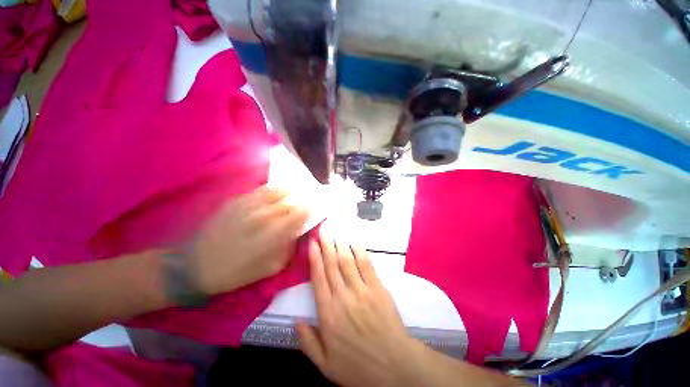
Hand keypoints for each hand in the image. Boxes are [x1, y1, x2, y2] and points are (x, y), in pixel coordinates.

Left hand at [190, 186, 308, 294]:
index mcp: (275, 232)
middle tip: (310, 200)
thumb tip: (299, 231)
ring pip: (279, 190)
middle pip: (293, 199)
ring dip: (292, 192)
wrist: (197, 265)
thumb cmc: (238, 271)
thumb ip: (290, 247)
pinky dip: (275, 190)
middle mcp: (265, 214)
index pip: (302, 212)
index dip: (313, 208)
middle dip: (305, 199)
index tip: (317, 208)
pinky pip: (263, 189)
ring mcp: (250, 204)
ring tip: (296, 194)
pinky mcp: (238, 199)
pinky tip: (277, 194)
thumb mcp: (272, 268)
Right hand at [296, 233, 418, 386]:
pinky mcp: (378, 288)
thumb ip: (308, 342)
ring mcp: (362, 291)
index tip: (311, 243)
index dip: (314, 258)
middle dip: (326, 245)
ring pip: (347, 261)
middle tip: (322, 230)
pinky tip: (354, 242)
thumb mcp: (326, 365)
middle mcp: (343, 297)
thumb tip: (296, 320)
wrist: (394, 366)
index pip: (318, 278)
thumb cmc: (358, 366)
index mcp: (328, 314)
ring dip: (340, 245)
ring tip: (335, 232)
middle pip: (332, 265)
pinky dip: (359, 251)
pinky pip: (366, 265)